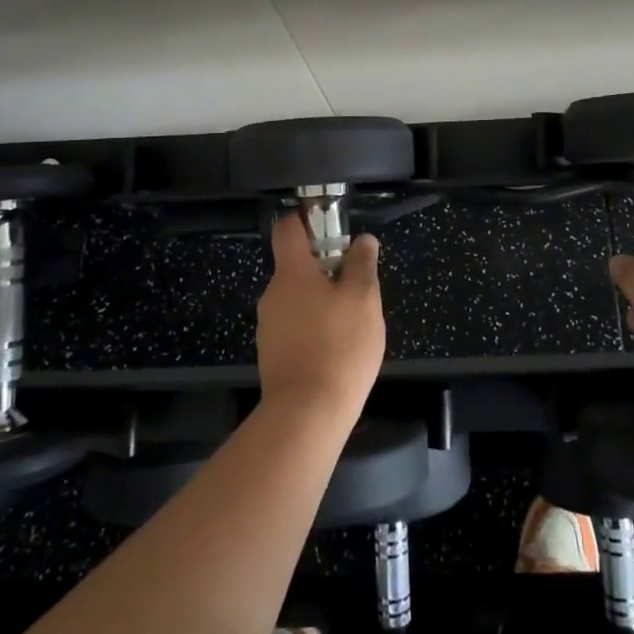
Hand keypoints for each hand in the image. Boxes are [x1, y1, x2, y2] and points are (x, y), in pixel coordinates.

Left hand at [256, 211, 385, 424]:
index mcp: (292, 272)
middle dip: (324, 268)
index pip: (287, 228)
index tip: (330, 225)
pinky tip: (336, 347)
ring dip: (320, 300)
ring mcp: (269, 326)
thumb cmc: (339, 346)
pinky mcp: (272, 354)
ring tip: (351, 320)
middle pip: (295, 266)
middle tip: (356, 283)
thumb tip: (363, 240)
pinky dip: (313, 327)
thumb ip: (362, 265)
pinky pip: (294, 326)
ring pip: (296, 298)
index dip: (305, 220)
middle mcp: (273, 294)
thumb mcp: (364, 299)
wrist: (307, 413)